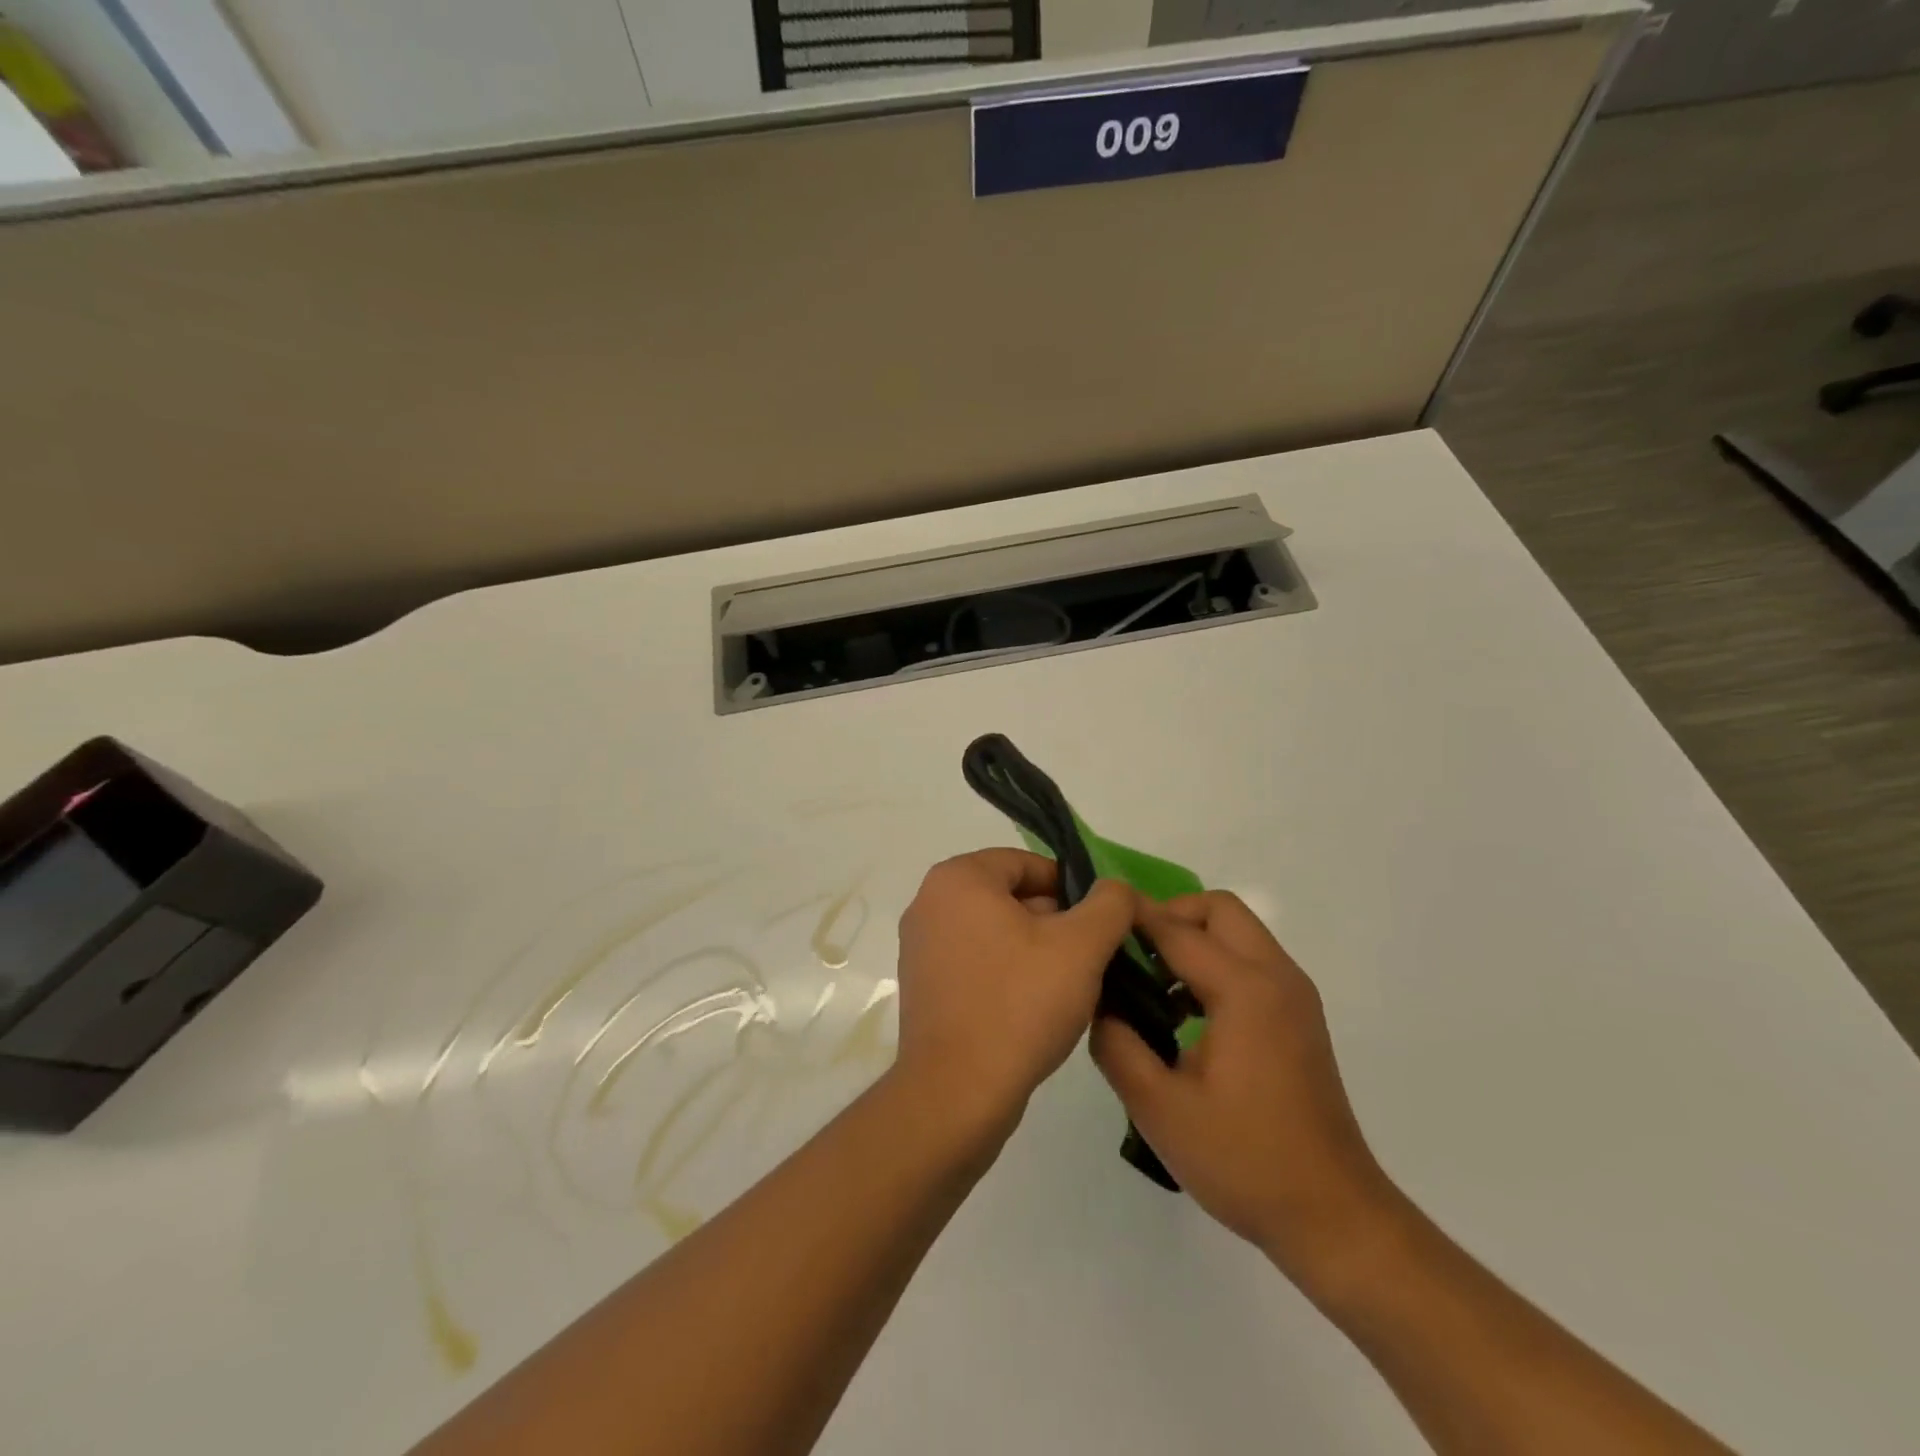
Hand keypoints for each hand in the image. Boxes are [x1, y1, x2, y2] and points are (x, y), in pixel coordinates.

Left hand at [894, 849, 1134, 1134]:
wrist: (957, 1093)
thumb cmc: (1019, 1004)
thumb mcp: (1082, 946)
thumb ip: (1109, 904)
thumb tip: (1114, 889)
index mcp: (958, 878)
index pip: (1028, 864)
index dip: (1072, 889)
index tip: (1100, 925)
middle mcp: (930, 902)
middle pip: (1011, 896)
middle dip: (1055, 923)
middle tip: (1090, 960)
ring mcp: (920, 946)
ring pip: (996, 932)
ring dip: (1035, 951)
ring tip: (1068, 988)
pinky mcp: (923, 985)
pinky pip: (976, 963)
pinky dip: (1007, 975)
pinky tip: (1035, 1010)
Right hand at [1090, 892, 1397, 1289]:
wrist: (1334, 1218)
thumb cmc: (1244, 1161)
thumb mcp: (1160, 1108)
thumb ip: (1117, 1044)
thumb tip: (1098, 1003)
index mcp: (1244, 990)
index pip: (1176, 929)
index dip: (1132, 917)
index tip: (1093, 916)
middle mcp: (1276, 977)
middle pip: (1218, 910)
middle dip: (1170, 917)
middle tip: (1130, 954)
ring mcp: (1294, 997)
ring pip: (1237, 933)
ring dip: (1193, 940)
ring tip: (1150, 984)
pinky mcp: (1298, 1018)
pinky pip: (1250, 963)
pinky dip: (1215, 964)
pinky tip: (1184, 1014)